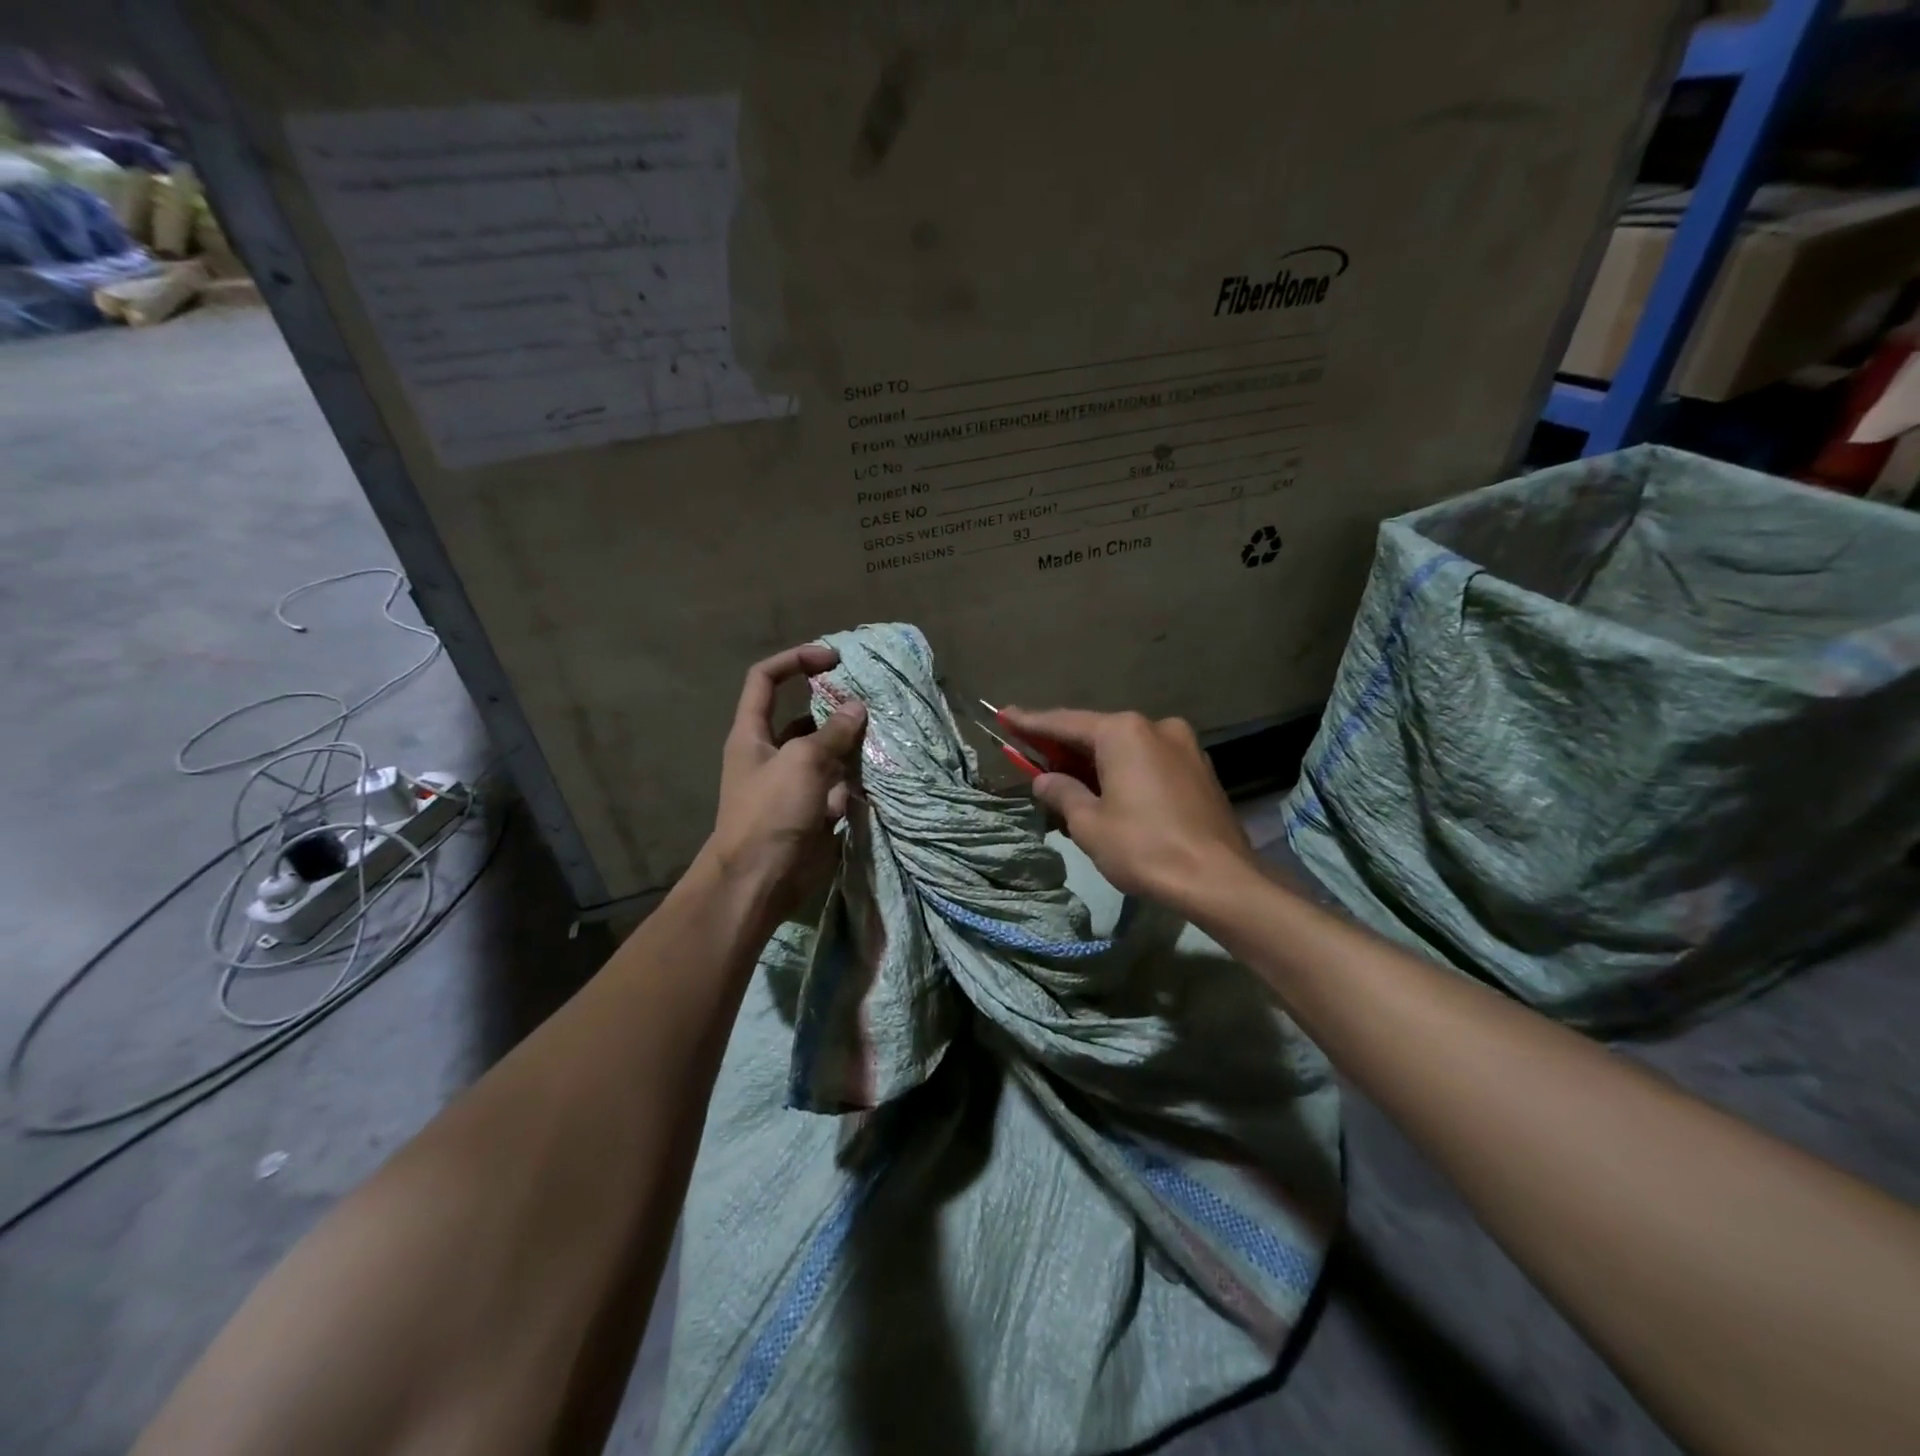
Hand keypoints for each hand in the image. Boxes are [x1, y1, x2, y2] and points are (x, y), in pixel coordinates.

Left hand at [703, 644, 866, 924]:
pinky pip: (840, 784)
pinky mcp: (815, 809)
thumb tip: (857, 708)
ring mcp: (795, 784)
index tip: (832, 658)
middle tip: (871, 700)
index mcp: (752, 734)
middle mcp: (772, 753)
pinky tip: (882, 770)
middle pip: (804, 717)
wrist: (761, 880)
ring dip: (852, 743)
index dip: (795, 661)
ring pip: (828, 752)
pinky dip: (858, 777)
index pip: (766, 680)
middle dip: (835, 706)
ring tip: (885, 732)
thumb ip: (833, 732)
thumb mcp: (802, 761)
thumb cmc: (771, 812)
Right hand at [998, 706, 1256, 908]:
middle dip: (1063, 747)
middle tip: (1031, 754)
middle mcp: (1155, 727)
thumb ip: (1062, 793)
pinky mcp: (1199, 770)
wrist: (1220, 880)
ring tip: (1066, 781)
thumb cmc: (1145, 848)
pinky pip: (1148, 762)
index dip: (1030, 722)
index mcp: (1124, 732)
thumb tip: (1045, 781)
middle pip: (1097, 733)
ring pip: (1124, 749)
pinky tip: (1108, 792)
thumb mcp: (1089, 824)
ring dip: (1094, 763)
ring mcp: (1183, 747)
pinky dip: (1122, 772)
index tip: (1004, 715)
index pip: (1064, 723)